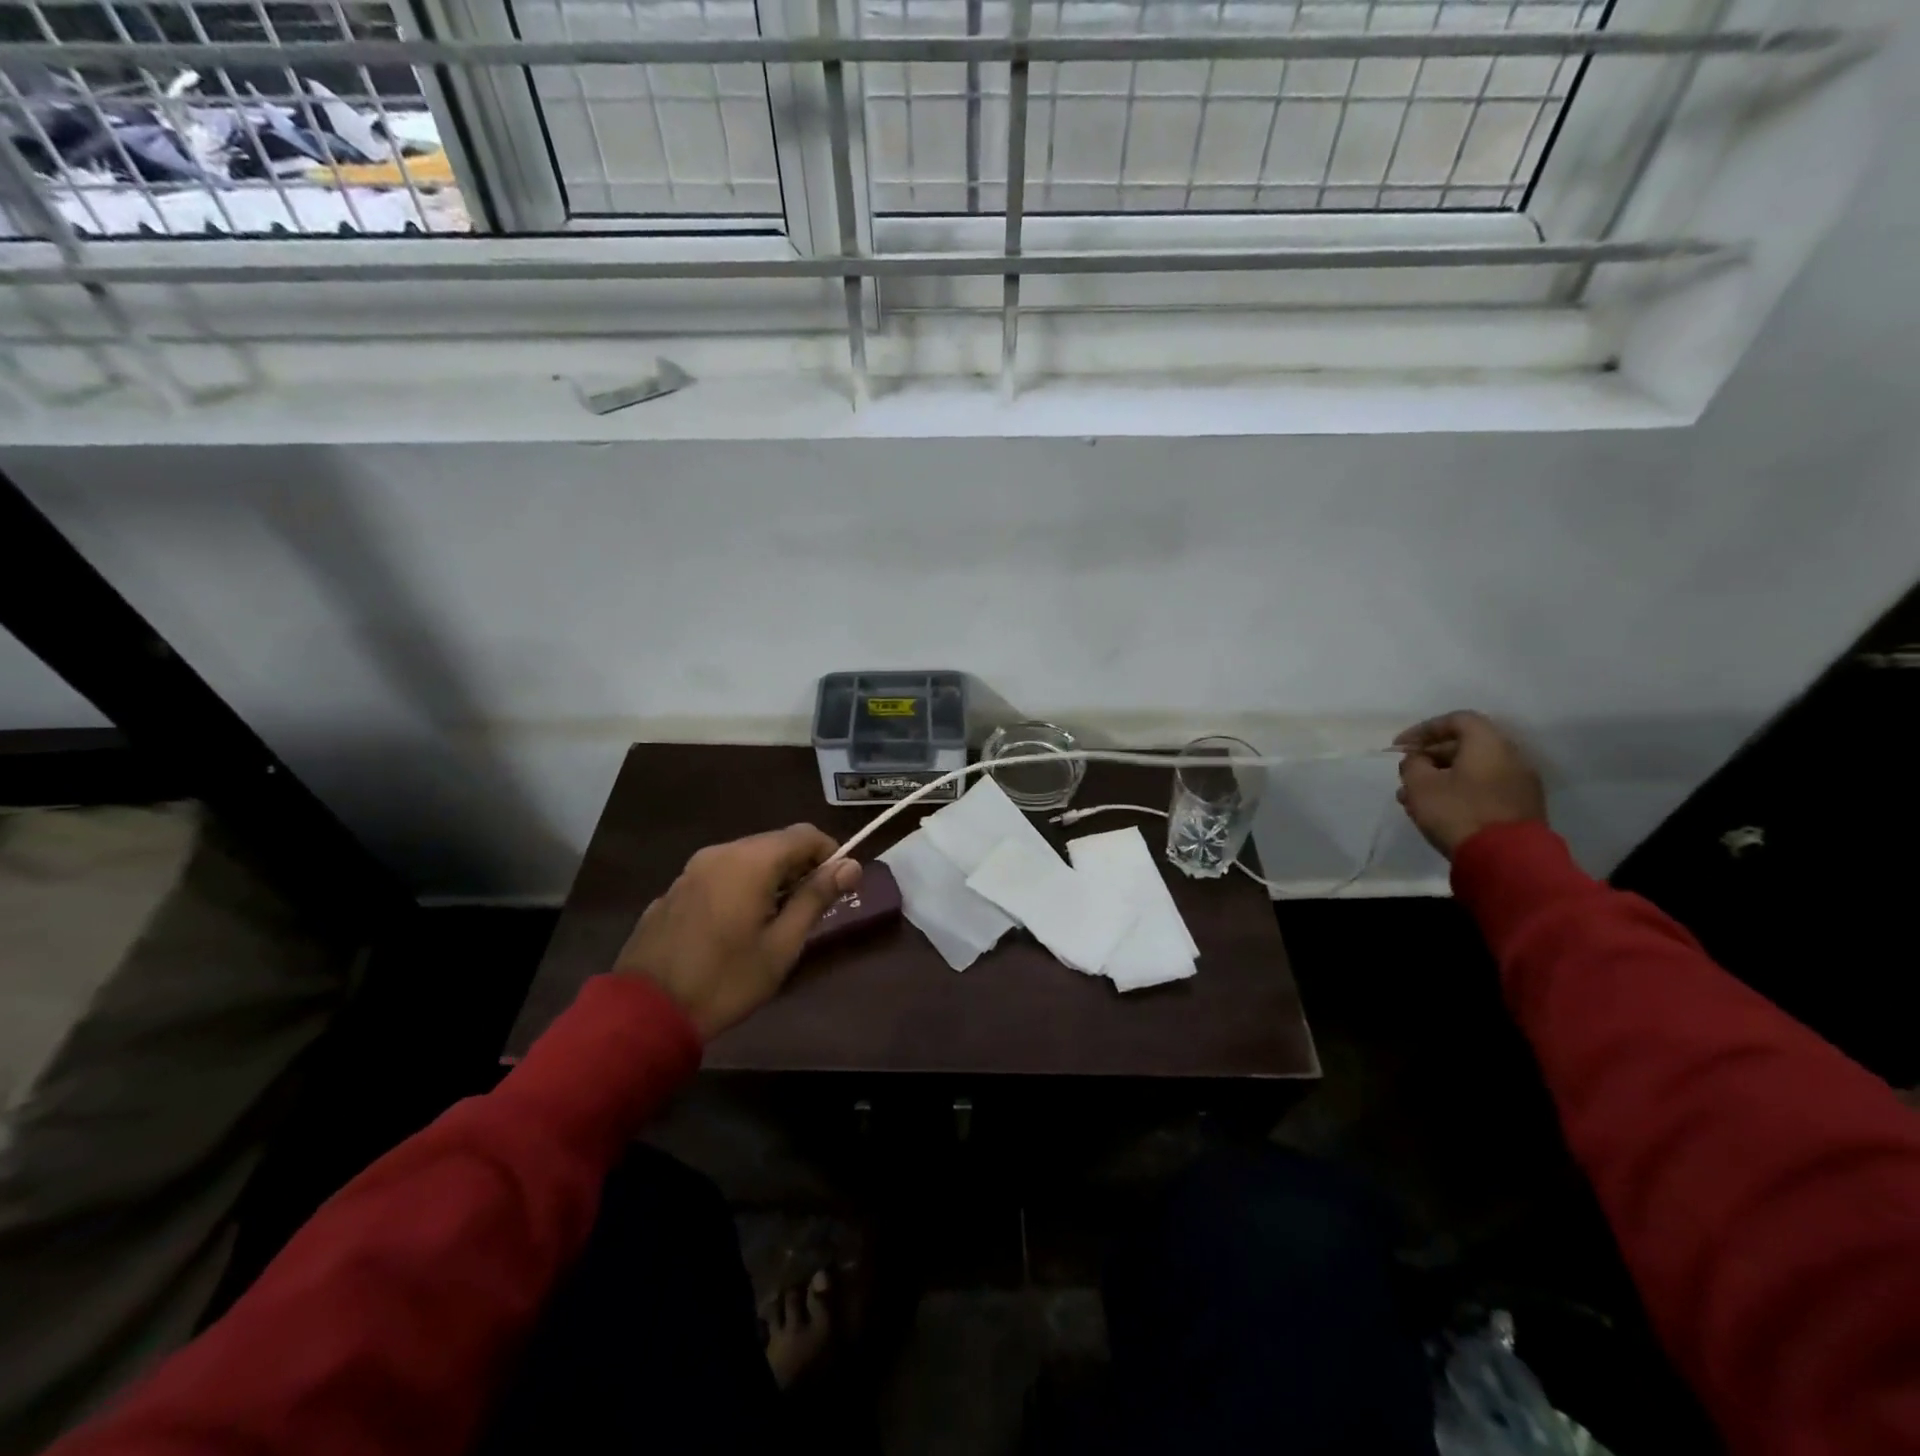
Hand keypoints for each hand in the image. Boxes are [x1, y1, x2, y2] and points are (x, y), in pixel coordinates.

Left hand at [613, 825, 861, 1040]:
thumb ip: (816, 898)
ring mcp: (691, 870)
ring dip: (770, 878)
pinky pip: (719, 876)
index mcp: (750, 861)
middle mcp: (720, 853)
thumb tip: (851, 866)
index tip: (840, 886)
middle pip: (774, 843)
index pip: (805, 834)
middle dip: (800, 867)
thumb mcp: (782, 945)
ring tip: (777, 920)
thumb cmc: (725, 980)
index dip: (830, 854)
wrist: (644, 1012)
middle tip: (812, 907)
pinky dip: (740, 888)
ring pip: (745, 859)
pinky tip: (736, 928)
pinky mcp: (673, 891)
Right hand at [1394, 711, 1546, 859]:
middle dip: (1430, 757)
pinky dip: (1459, 792)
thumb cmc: (1458, 812)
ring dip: (1441, 778)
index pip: (1456, 720)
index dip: (1424, 729)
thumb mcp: (1420, 785)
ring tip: (1413, 798)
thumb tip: (1418, 759)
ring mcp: (1520, 784)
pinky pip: (1484, 789)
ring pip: (1472, 770)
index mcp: (1489, 744)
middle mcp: (1511, 757)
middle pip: (1465, 745)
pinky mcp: (1521, 808)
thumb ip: (1412, 764)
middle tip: (1406, 773)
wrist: (1507, 859)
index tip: (1400, 747)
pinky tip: (1437, 811)